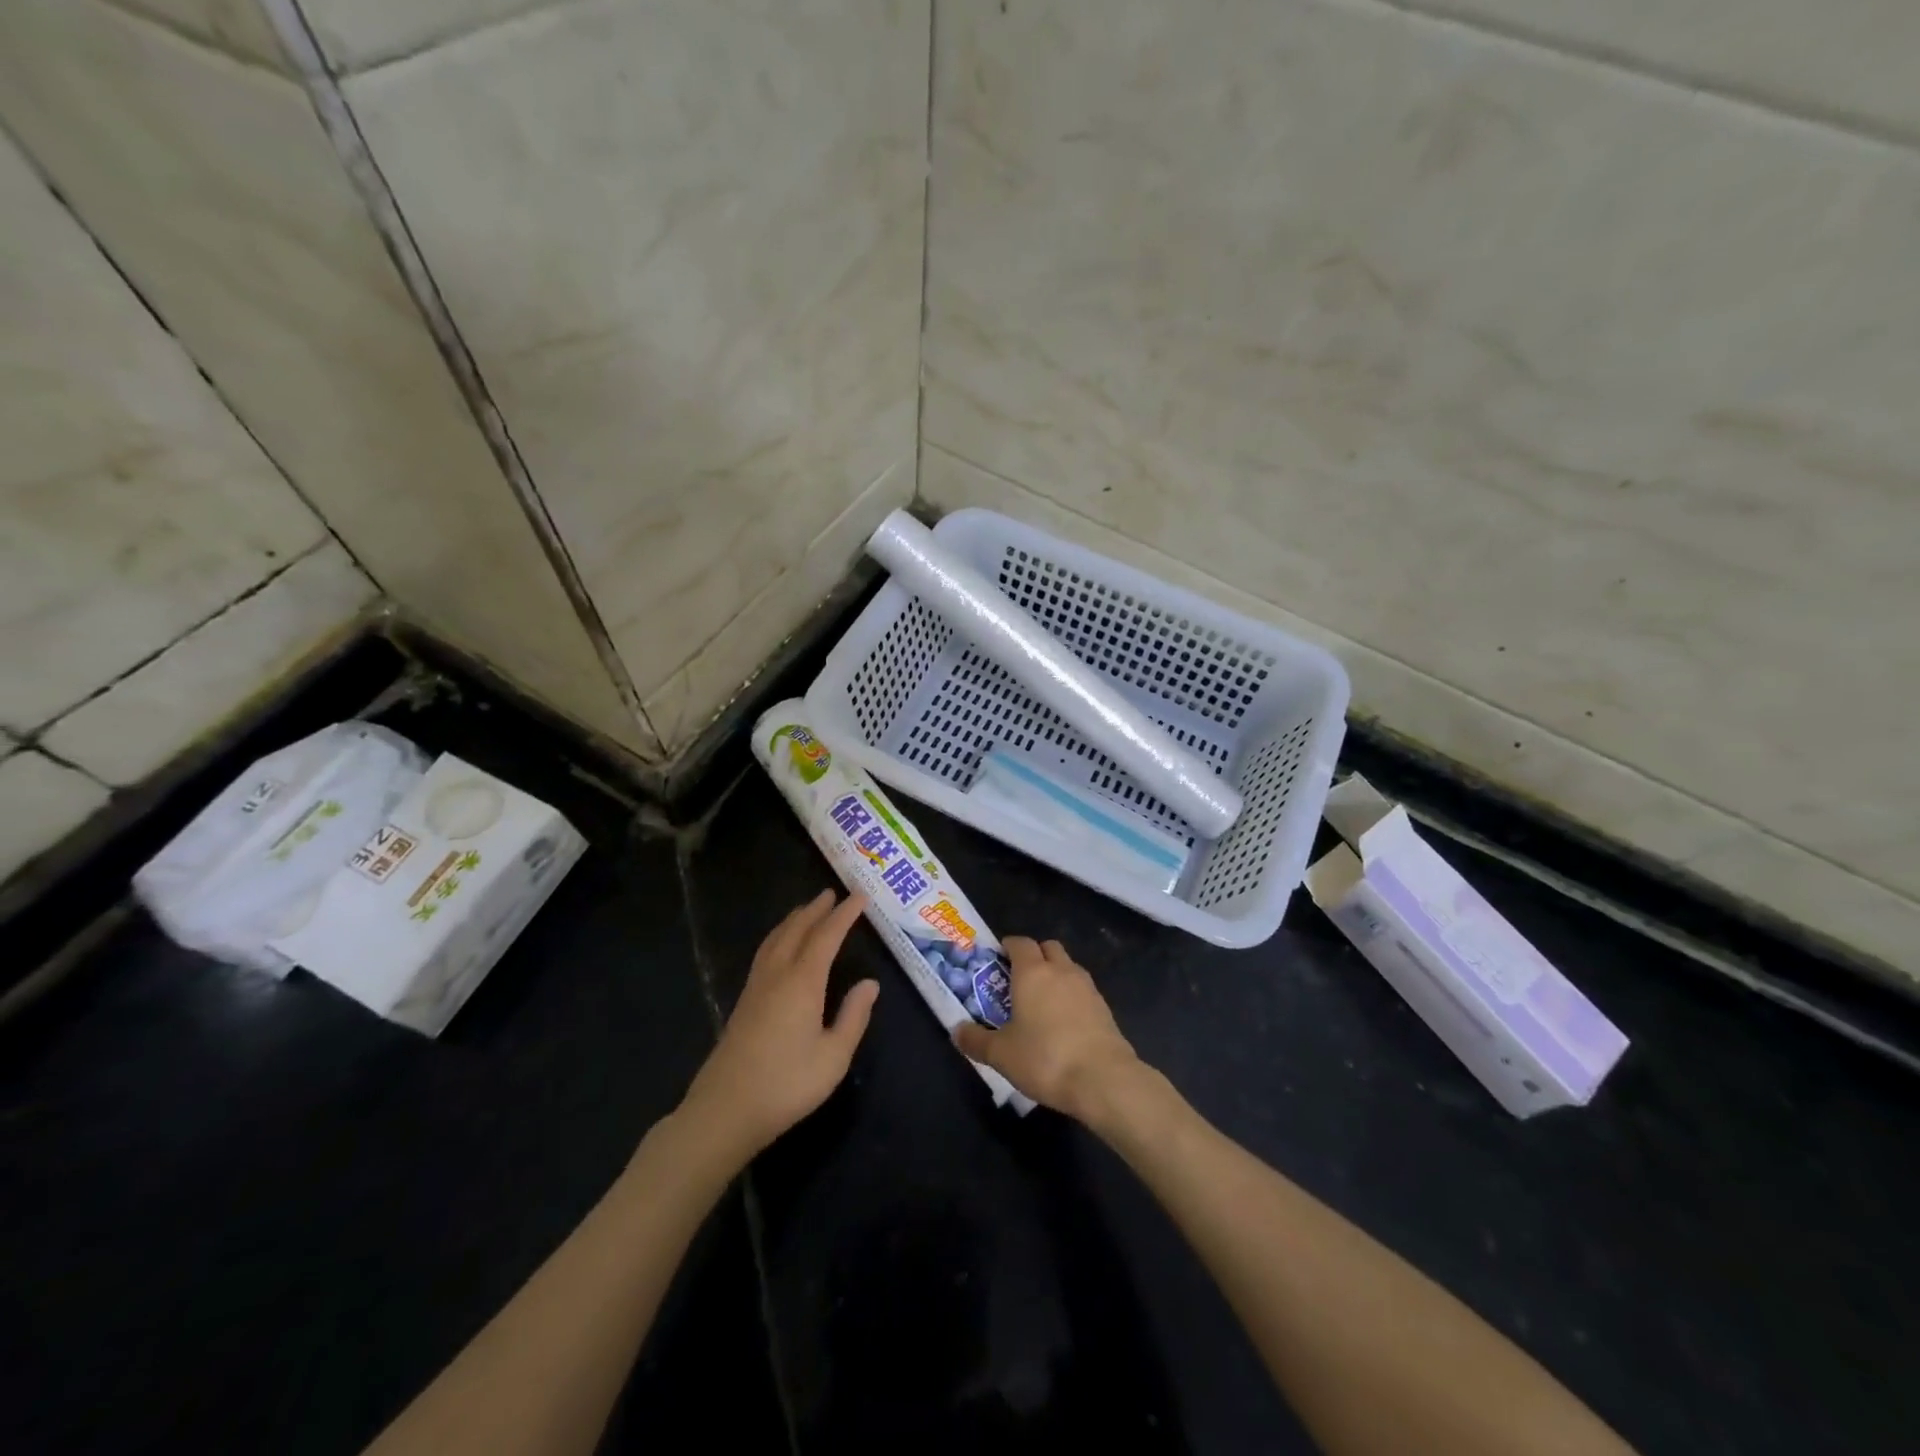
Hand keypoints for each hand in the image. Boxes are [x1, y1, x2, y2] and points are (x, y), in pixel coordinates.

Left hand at [680, 891, 879, 1160]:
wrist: (725, 1110)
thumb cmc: (786, 1085)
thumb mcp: (834, 1056)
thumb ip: (853, 1016)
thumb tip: (869, 983)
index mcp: (802, 982)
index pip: (827, 936)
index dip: (844, 915)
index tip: (860, 897)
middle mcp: (777, 975)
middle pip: (797, 930)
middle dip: (816, 910)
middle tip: (832, 893)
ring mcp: (755, 988)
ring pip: (775, 939)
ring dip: (793, 920)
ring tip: (806, 910)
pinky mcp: (743, 1003)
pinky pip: (765, 953)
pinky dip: (779, 937)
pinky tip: (780, 947)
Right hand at [952, 937, 1142, 1121]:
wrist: (1103, 1079)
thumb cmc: (1045, 1058)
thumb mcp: (1001, 1054)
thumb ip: (976, 1041)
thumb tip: (957, 1031)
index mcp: (1032, 972)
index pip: (1020, 943)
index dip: (1007, 946)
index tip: (997, 959)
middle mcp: (1061, 970)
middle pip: (1048, 947)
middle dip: (1034, 955)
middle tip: (1018, 979)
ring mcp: (1087, 987)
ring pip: (1068, 967)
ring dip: (1055, 974)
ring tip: (1041, 1002)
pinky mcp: (1104, 1007)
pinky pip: (1082, 990)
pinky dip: (1071, 996)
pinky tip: (1063, 1022)